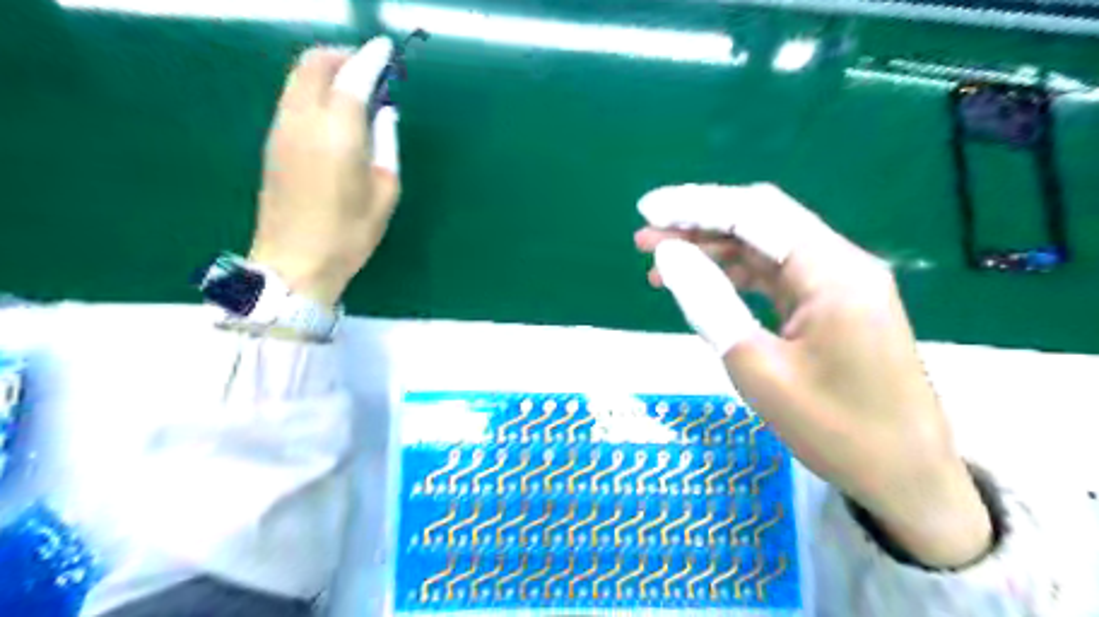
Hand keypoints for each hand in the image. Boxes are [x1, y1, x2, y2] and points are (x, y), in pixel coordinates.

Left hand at [247, 37, 401, 304]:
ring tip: (354, 90)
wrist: (294, 262)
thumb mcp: (384, 194)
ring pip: (298, 78)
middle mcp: (303, 121)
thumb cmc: (349, 234)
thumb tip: (384, 114)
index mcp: (337, 134)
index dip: (370, 57)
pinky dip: (314, 90)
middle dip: (342, 56)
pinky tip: (334, 113)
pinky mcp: (272, 142)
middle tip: (369, 69)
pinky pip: (292, 98)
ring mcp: (281, 129)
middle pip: (313, 64)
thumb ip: (385, 146)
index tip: (386, 49)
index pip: (351, 77)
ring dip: (326, 72)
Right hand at [631, 184, 993, 568]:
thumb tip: (668, 254)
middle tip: (644, 238)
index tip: (645, 210)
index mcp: (832, 271)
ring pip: (765, 247)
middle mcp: (840, 263)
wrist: (906, 477)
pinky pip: (776, 274)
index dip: (694, 206)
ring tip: (660, 261)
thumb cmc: (834, 429)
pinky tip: (701, 282)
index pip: (754, 212)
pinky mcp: (832, 304)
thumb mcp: (758, 368)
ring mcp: (838, 283)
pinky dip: (734, 274)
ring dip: (712, 248)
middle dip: (699, 223)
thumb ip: (709, 302)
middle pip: (761, 221)